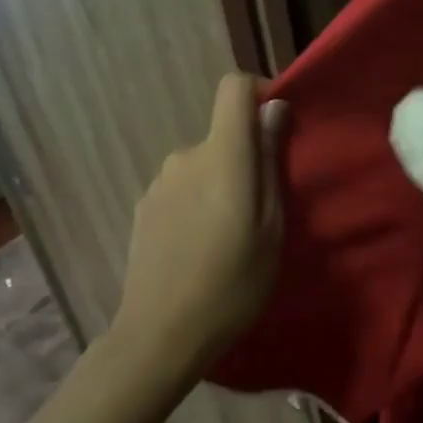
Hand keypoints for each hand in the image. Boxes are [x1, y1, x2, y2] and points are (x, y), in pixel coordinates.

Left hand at [114, 73, 286, 375]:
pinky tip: (198, 247)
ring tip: (229, 236)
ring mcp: (158, 182)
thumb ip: (270, 161)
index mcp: (222, 155)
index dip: (259, 93)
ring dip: (219, 184)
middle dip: (245, 159)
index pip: (234, 88)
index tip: (278, 126)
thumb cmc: (232, 283)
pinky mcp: (143, 207)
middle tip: (262, 210)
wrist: (161, 334)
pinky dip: (196, 203)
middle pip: (222, 136)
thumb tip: (273, 109)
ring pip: (202, 165)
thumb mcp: (271, 227)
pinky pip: (181, 188)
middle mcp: (185, 156)